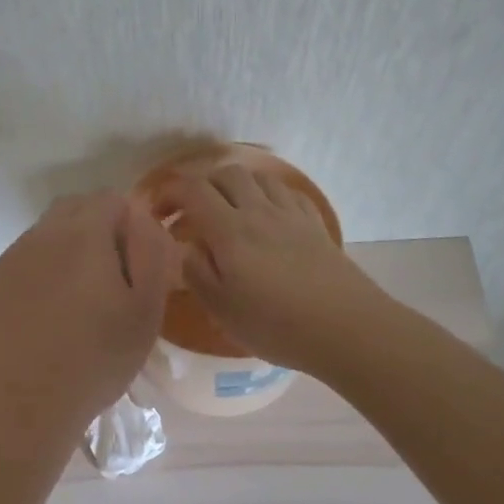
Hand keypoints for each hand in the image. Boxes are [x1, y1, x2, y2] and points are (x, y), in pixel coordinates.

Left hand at [0, 190, 170, 441]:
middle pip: (76, 208)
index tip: (137, 262)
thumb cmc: (95, 360)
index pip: (111, 198)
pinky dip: (45, 270)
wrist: (22, 406)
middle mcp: (42, 235)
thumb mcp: (145, 310)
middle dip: (100, 227)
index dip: (131, 222)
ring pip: (49, 232)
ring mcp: (11, 259)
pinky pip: (27, 258)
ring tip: (83, 297)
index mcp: (82, 234)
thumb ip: (151, 252)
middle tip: (115, 276)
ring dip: (70, 248)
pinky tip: (51, 311)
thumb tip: (143, 218)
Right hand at [164, 166, 386, 372]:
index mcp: (230, 230)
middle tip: (190, 213)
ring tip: (227, 211)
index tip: (157, 212)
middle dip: (200, 185)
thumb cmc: (276, 325)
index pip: (192, 190)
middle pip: (225, 174)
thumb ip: (197, 272)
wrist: (346, 328)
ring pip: (258, 178)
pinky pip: (286, 193)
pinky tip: (266, 215)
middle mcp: (259, 210)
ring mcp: (291, 214)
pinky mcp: (315, 224)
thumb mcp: (222, 309)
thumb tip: (186, 246)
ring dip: (234, 186)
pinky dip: (266, 195)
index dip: (168, 192)